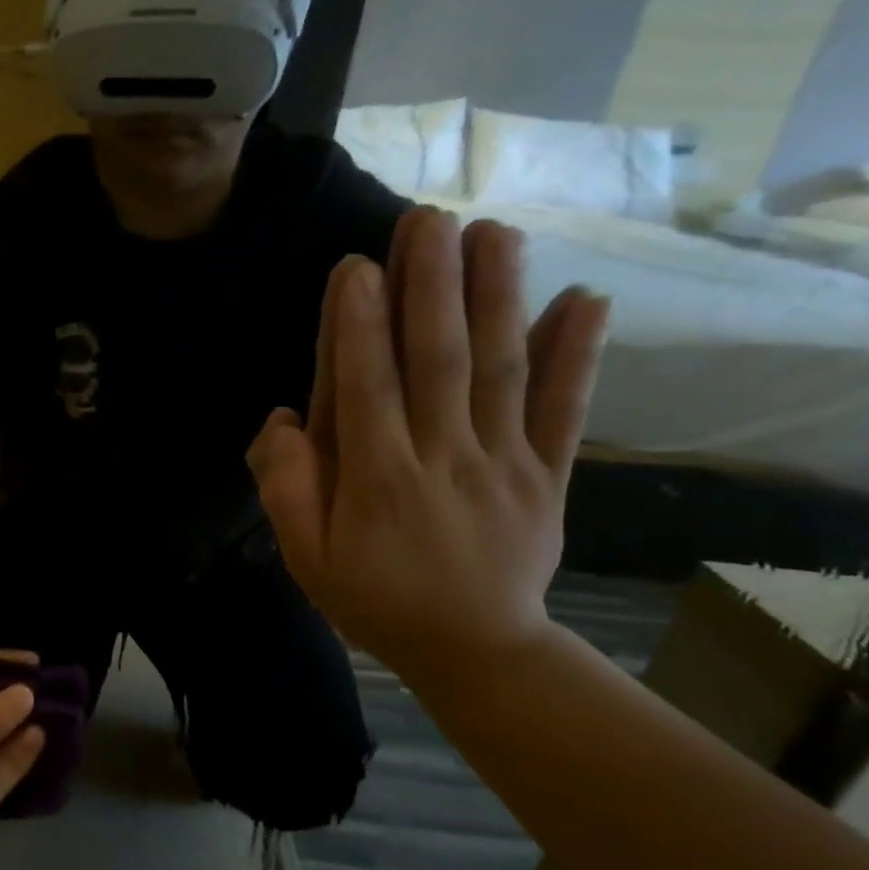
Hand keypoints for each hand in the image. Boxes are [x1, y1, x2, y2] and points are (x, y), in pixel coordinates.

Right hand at [247, 211, 609, 685]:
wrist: (474, 650)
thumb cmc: (375, 600)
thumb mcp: (306, 558)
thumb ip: (286, 488)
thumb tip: (281, 420)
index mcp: (378, 480)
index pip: (366, 388)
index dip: (359, 326)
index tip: (356, 265)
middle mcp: (444, 458)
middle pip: (438, 361)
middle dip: (431, 286)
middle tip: (427, 219)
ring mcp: (505, 463)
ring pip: (500, 370)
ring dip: (499, 298)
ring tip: (494, 233)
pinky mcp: (549, 474)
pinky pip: (565, 410)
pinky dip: (577, 355)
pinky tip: (587, 299)